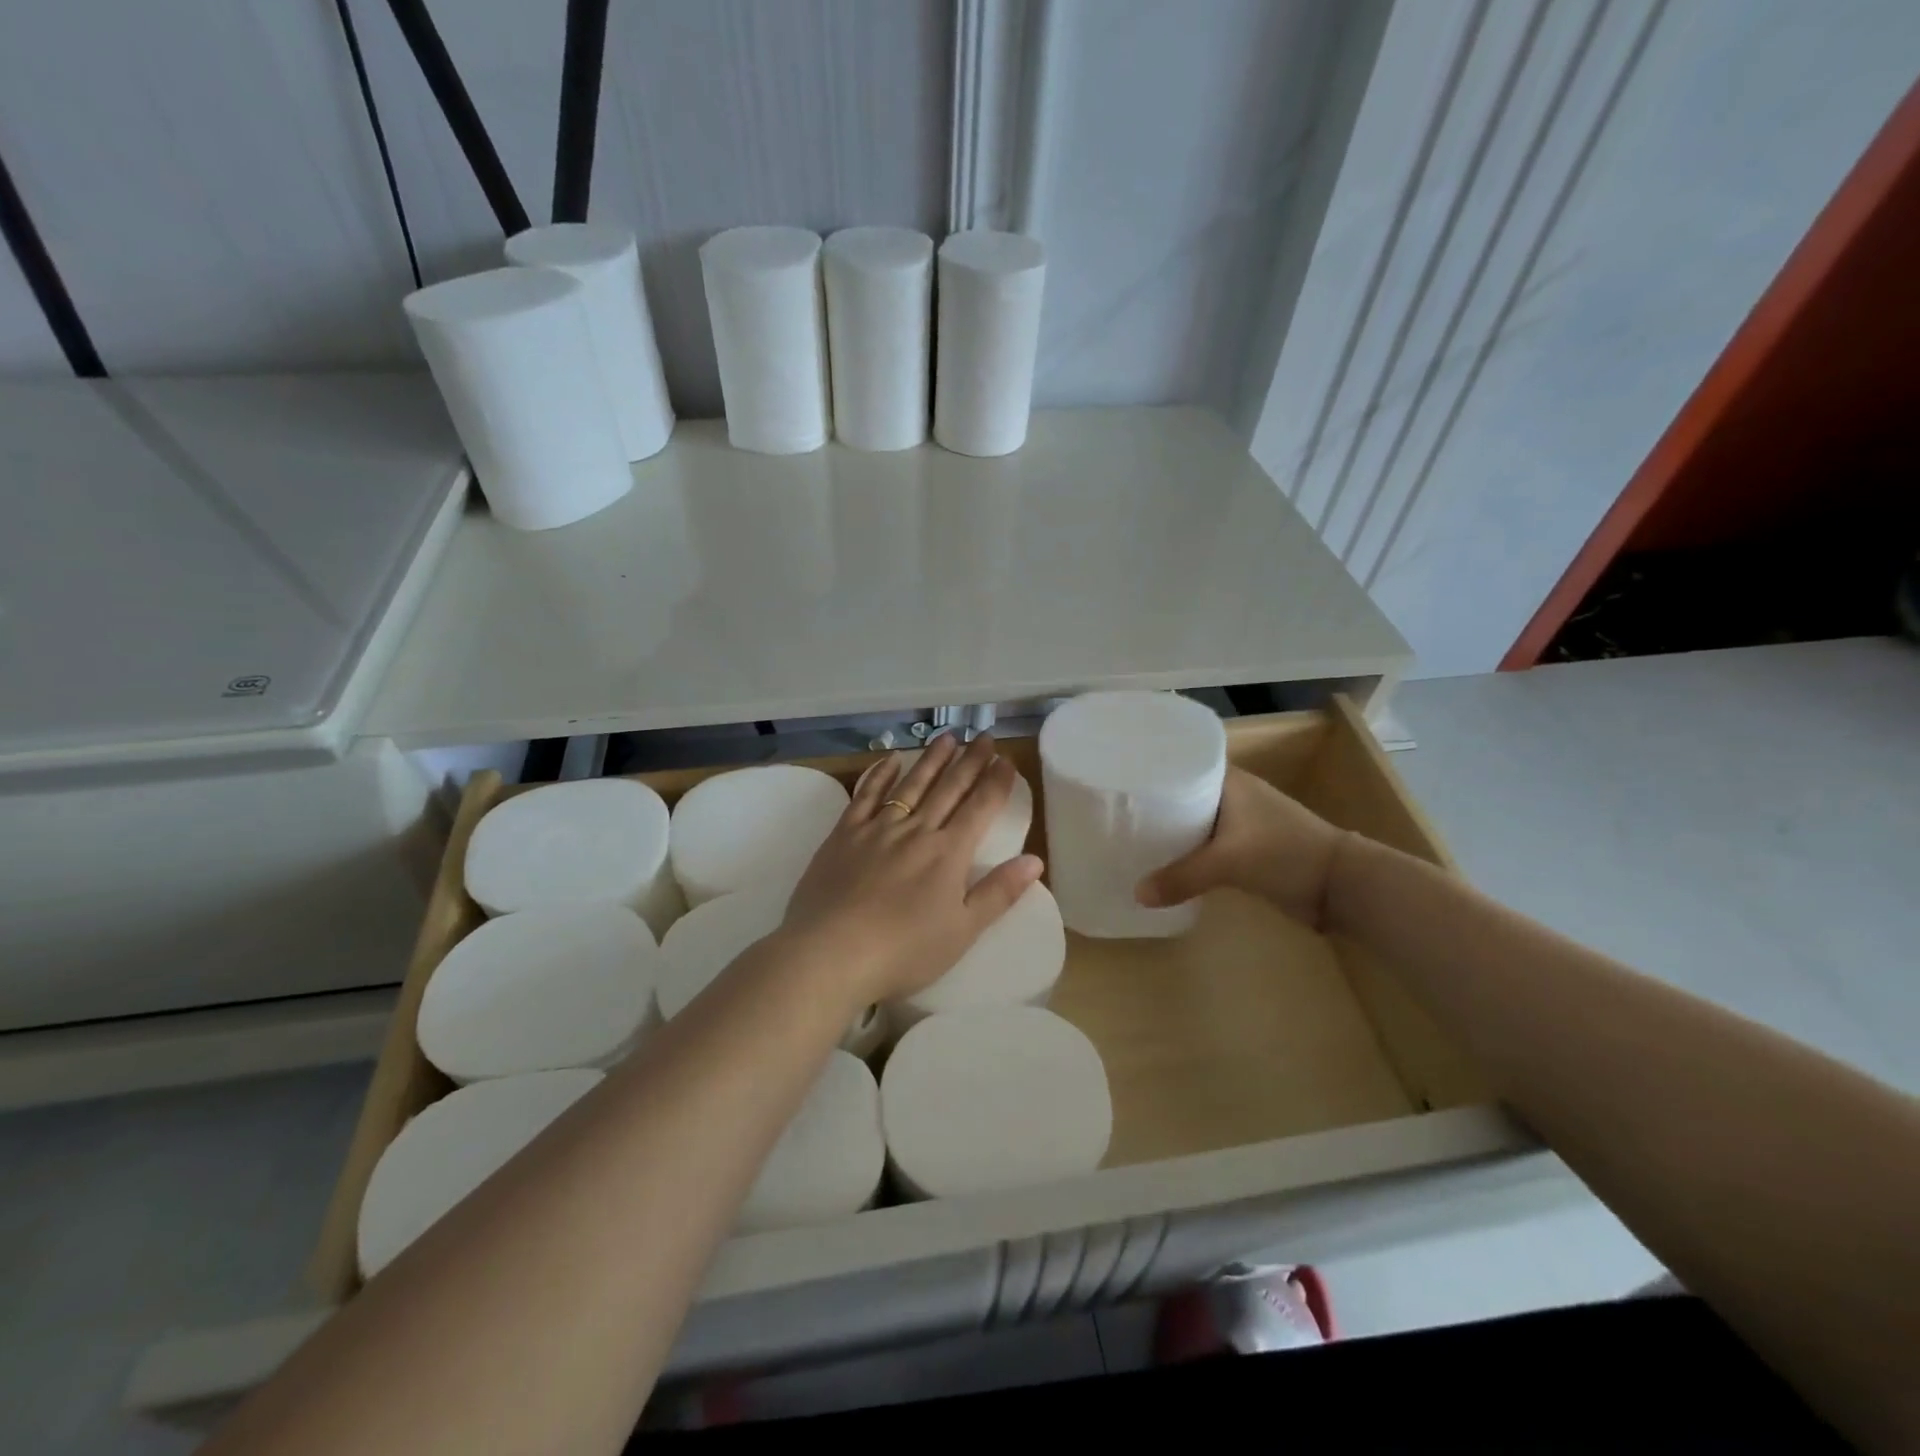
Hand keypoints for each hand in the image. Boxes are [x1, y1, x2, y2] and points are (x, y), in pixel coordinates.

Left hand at [778, 733, 1044, 1008]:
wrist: (831, 953)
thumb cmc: (903, 951)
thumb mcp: (962, 931)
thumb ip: (998, 893)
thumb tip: (1035, 860)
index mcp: (948, 853)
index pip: (980, 808)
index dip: (996, 782)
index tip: (1007, 760)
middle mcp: (916, 830)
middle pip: (949, 788)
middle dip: (970, 761)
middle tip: (984, 737)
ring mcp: (877, 828)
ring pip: (911, 784)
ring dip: (931, 759)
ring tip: (947, 737)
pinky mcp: (844, 834)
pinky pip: (866, 795)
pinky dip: (880, 774)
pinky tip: (891, 760)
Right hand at [1134, 767, 1345, 927]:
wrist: (1340, 885)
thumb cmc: (1285, 853)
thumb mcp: (1229, 862)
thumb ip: (1182, 877)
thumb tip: (1136, 894)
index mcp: (1228, 780)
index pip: (1179, 763)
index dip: (1149, 769)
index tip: (1116, 779)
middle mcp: (1230, 795)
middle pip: (1181, 793)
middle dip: (1152, 804)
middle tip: (1114, 813)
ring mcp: (1238, 822)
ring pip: (1191, 821)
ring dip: (1168, 830)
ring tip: (1128, 837)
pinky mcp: (1244, 849)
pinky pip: (1203, 845)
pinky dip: (1184, 852)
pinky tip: (1161, 863)